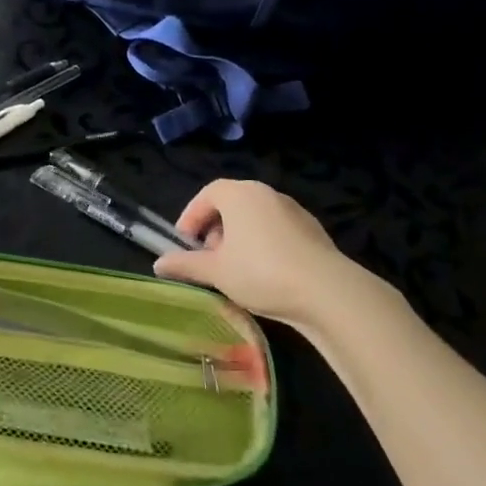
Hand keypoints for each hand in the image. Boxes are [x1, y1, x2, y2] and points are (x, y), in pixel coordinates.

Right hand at [153, 179, 400, 335]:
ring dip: (239, 238)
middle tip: (207, 258)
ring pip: (255, 218)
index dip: (191, 217)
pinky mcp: (312, 231)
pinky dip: (263, 245)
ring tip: (234, 270)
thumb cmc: (260, 272)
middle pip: (231, 204)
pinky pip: (276, 231)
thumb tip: (158, 264)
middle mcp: (266, 194)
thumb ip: (185, 264)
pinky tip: (264, 275)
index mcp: (239, 194)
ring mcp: (293, 210)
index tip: (184, 243)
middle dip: (215, 229)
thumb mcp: (215, 271)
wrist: (326, 291)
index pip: (207, 194)